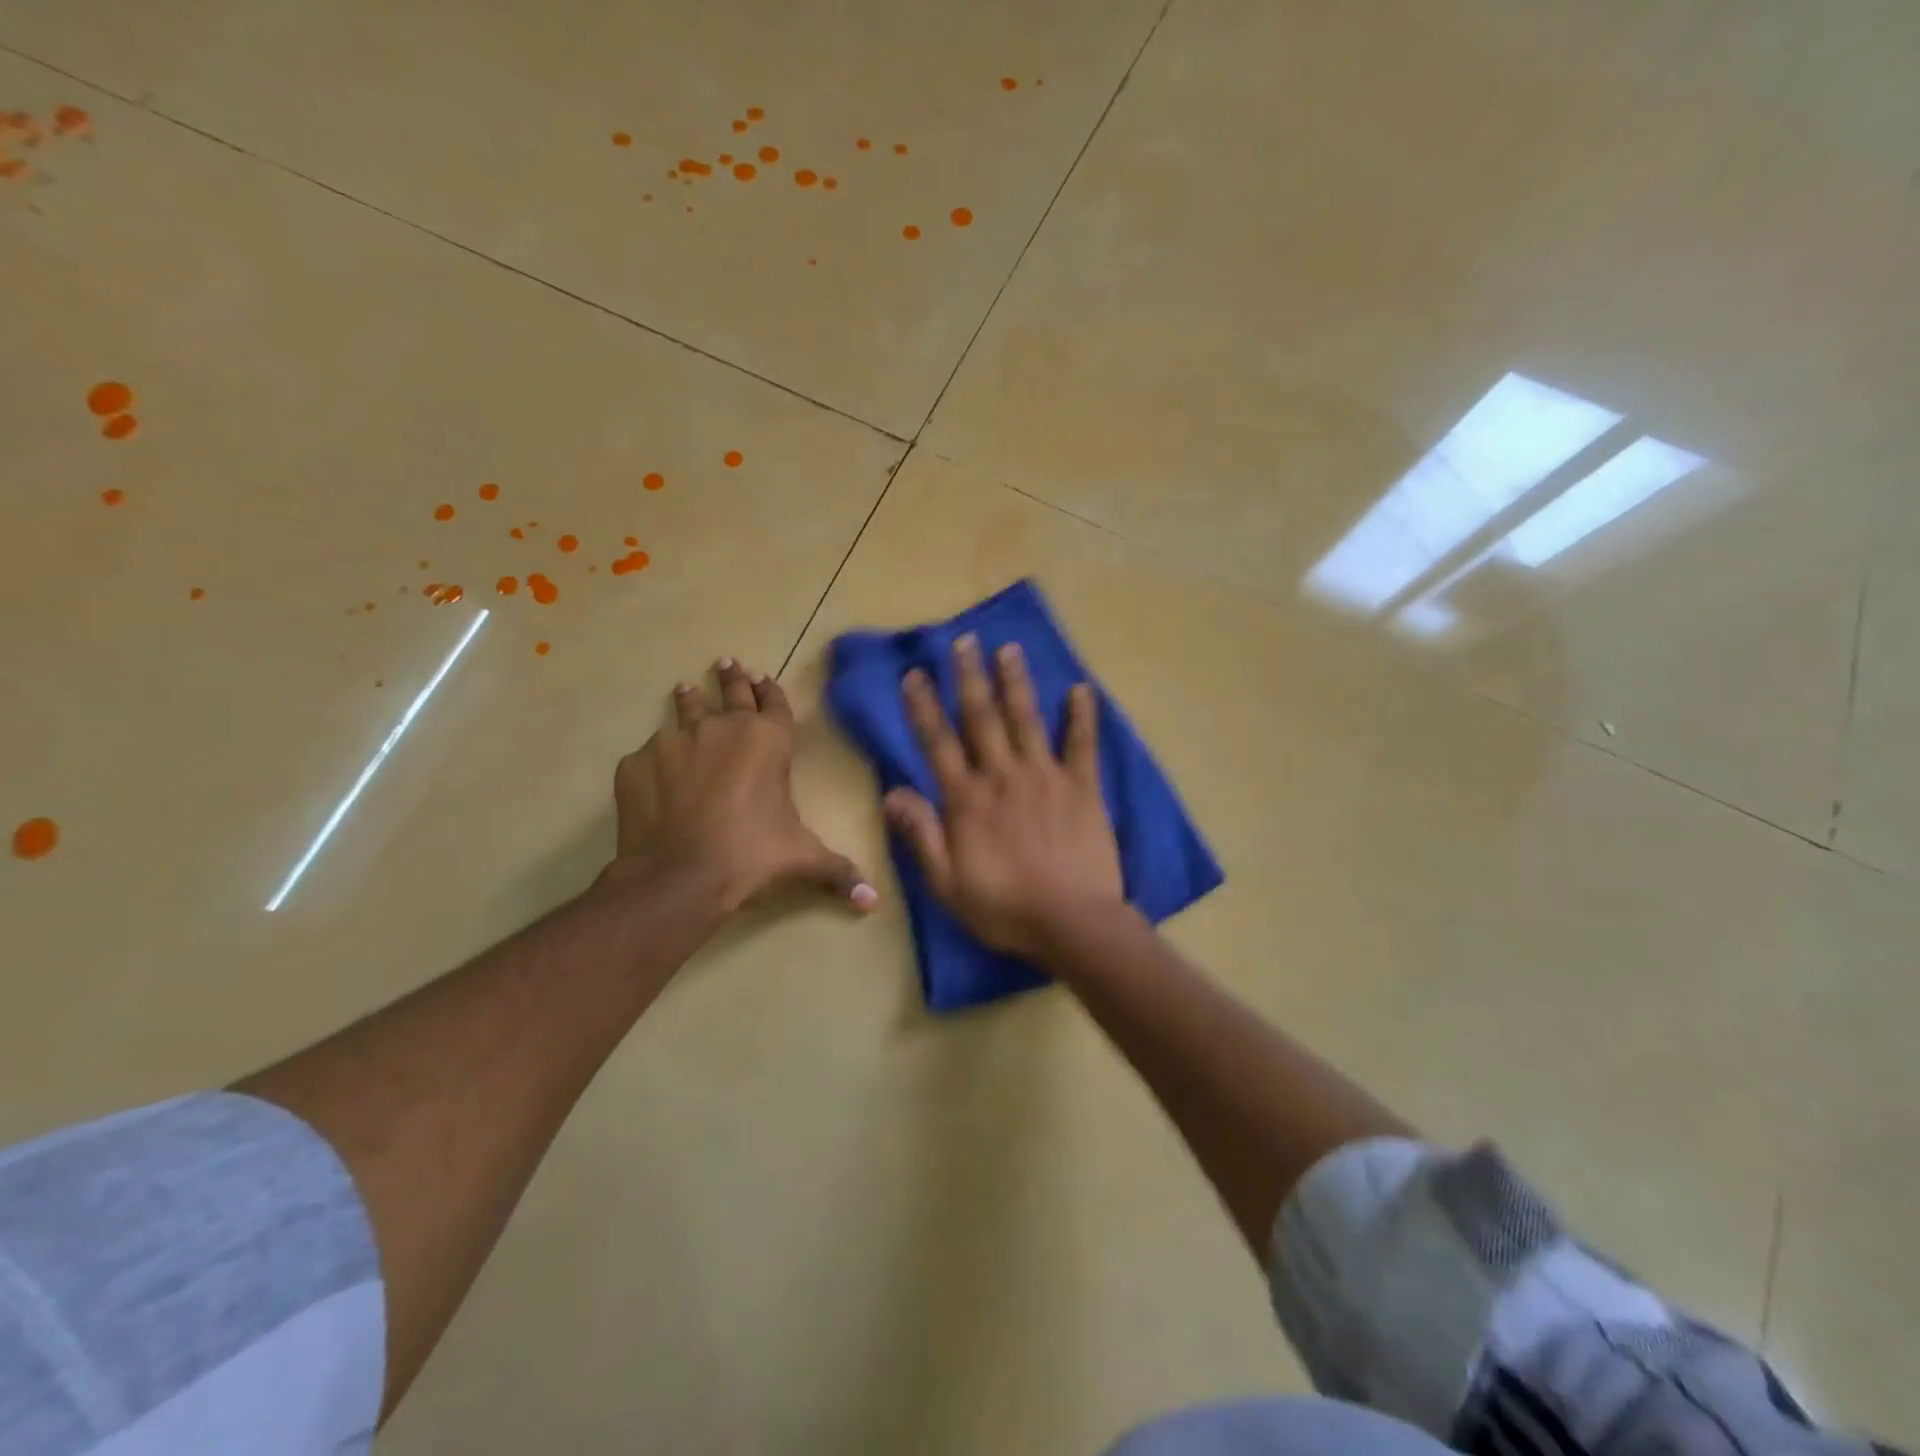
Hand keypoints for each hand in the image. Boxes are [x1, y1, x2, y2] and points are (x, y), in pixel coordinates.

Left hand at [607, 658, 877, 914]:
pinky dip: (656, 760)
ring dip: (689, 701)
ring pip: (685, 710)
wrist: (679, 877)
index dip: (770, 690)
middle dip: (732, 678)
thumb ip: (839, 873)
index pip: (774, 702)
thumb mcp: (803, 861)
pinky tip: (655, 774)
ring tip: (684, 691)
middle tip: (727, 663)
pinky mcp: (637, 763)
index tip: (761, 677)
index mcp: (768, 741)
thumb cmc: (752, 857)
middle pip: (730, 692)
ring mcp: (675, 741)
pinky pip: (649, 754)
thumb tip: (872, 902)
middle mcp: (723, 728)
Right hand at [885, 635, 1123, 959]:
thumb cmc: (1004, 907)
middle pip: (982, 718)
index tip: (915, 674)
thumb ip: (920, 834)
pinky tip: (1082, 689)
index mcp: (967, 799)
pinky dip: (1082, 716)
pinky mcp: (1082, 787)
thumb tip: (892, 791)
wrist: (1071, 921)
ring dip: (1016, 682)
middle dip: (970, 677)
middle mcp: (1002, 776)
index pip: (938, 743)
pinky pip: (1082, 744)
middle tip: (965, 641)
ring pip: (1026, 719)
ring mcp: (1045, 777)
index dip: (924, 707)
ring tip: (1009, 648)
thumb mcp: (946, 883)